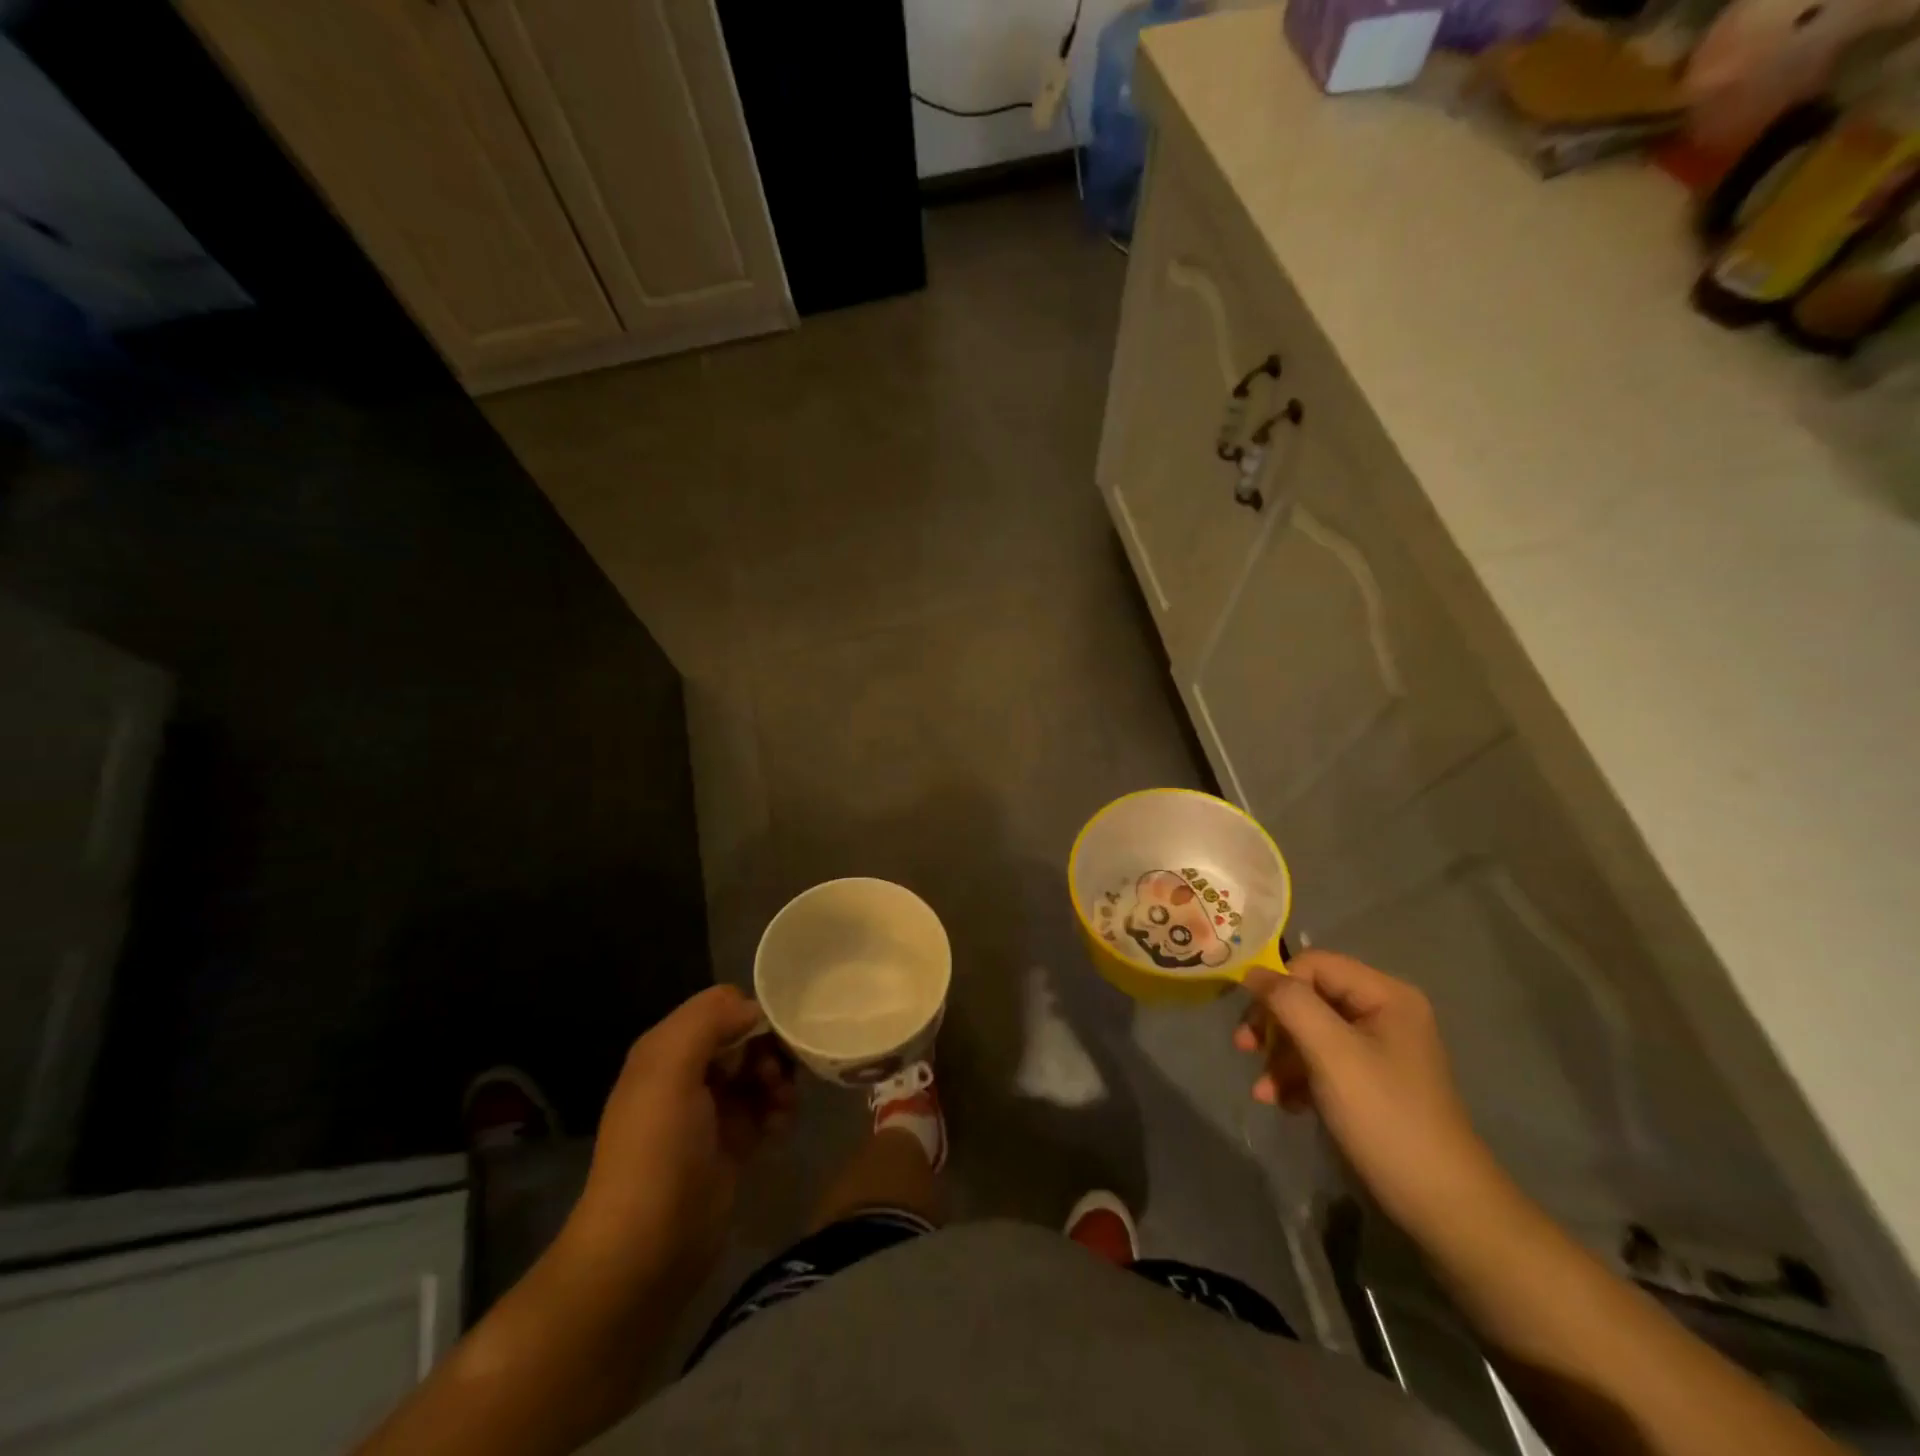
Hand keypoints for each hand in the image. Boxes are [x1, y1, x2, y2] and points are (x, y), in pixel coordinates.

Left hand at [565, 985, 796, 1289]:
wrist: (646, 1250)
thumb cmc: (657, 1150)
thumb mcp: (669, 1070)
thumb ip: (707, 1021)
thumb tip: (752, 1009)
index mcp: (666, 1050)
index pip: (720, 1008)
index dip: (750, 1014)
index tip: (774, 1035)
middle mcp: (687, 1074)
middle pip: (744, 1039)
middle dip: (769, 1050)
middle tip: (780, 1077)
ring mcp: (709, 1113)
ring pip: (758, 1074)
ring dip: (779, 1081)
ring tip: (784, 1105)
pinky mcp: (730, 1146)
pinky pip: (764, 1111)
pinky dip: (778, 1112)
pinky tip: (782, 1127)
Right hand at [1236, 950, 1500, 1241]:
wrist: (1441, 1207)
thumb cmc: (1384, 1118)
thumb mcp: (1331, 1053)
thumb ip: (1290, 1003)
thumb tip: (1251, 971)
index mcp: (1386, 995)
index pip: (1312, 964)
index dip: (1277, 987)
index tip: (1253, 1024)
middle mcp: (1384, 1013)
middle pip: (1308, 997)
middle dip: (1274, 1025)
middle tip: (1244, 1048)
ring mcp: (1378, 1049)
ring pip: (1310, 1031)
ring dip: (1280, 1057)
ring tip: (1263, 1091)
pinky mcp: (1370, 1081)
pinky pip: (1322, 1061)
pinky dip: (1297, 1077)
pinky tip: (1283, 1103)